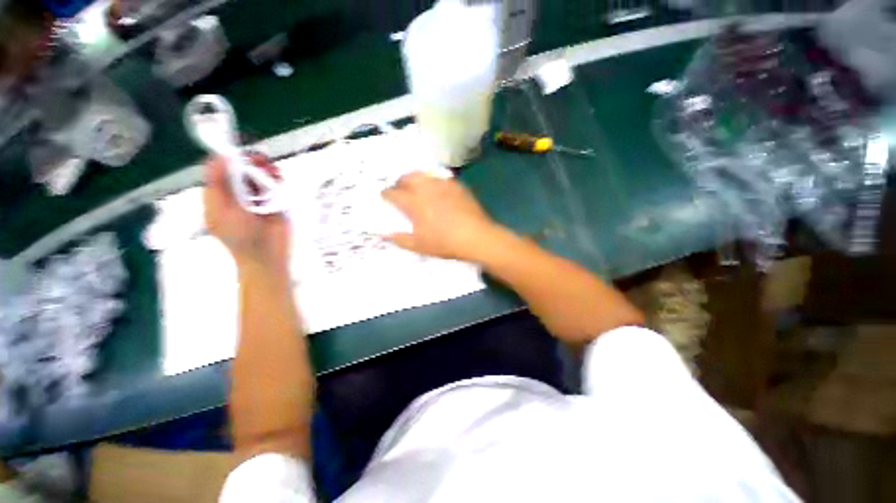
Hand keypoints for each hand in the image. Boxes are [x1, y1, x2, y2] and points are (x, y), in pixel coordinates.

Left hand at [204, 155, 289, 273]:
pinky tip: (279, 180)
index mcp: (219, 196)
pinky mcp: (276, 203)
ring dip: (265, 171)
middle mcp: (237, 194)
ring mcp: (258, 199)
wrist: (267, 256)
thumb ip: (219, 183)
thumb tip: (219, 156)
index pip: (221, 170)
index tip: (240, 152)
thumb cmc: (239, 236)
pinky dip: (277, 181)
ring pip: (260, 177)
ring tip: (273, 171)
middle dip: (251, 163)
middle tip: (260, 160)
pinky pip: (275, 187)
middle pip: (243, 171)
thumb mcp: (222, 209)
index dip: (229, 158)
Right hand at [382, 172, 501, 261]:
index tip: (385, 198)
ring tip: (418, 189)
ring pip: (424, 174)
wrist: (476, 237)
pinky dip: (434, 182)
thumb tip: (385, 235)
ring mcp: (443, 184)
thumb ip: (400, 239)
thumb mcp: (419, 245)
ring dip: (416, 179)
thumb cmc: (445, 242)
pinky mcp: (458, 186)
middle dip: (400, 182)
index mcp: (414, 202)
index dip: (386, 194)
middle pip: (407, 177)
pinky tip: (438, 192)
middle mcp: (427, 188)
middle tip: (400, 191)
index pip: (393, 193)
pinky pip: (441, 178)